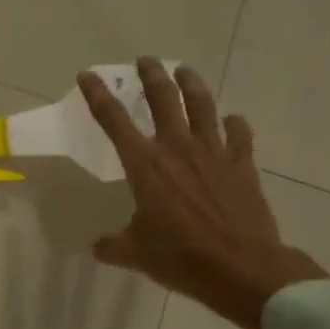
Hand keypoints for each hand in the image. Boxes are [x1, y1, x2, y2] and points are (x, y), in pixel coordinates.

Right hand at [79, 58, 325, 328]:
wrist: (242, 267)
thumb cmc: (181, 258)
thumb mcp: (136, 254)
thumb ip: (112, 245)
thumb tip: (98, 246)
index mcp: (145, 165)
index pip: (113, 120)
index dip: (97, 95)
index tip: (87, 75)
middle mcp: (177, 148)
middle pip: (162, 99)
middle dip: (150, 75)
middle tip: (144, 61)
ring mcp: (214, 152)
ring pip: (202, 105)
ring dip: (191, 84)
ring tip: (183, 71)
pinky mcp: (242, 165)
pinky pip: (238, 135)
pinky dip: (235, 124)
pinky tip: (232, 120)